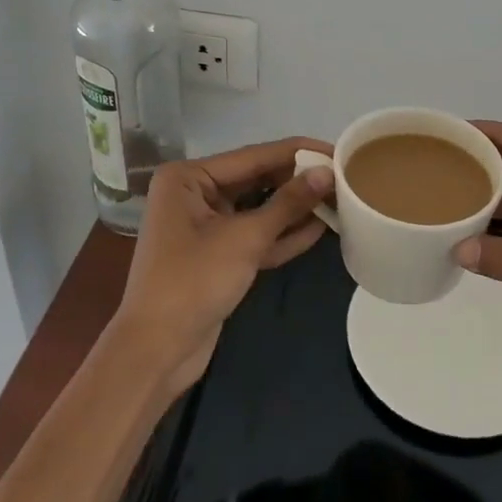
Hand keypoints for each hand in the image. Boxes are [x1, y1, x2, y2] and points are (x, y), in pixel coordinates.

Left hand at [108, 137, 333, 397]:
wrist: (156, 352)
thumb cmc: (193, 281)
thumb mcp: (245, 238)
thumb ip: (288, 203)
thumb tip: (327, 172)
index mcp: (188, 178)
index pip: (254, 156)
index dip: (298, 152)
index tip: (338, 149)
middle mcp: (194, 194)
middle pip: (257, 180)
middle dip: (298, 182)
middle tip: (344, 178)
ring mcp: (205, 226)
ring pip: (259, 209)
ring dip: (295, 209)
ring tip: (340, 200)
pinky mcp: (217, 256)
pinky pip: (254, 235)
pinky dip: (282, 234)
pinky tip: (319, 228)